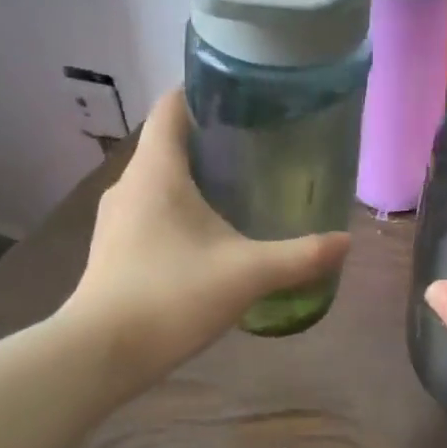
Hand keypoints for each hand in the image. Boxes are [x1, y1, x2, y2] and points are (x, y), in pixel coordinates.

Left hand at [63, 89, 348, 377]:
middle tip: (259, 147)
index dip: (203, 92)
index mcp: (157, 170)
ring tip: (240, 189)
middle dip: (211, 139)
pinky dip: (179, 208)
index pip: (172, 106)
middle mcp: (130, 183)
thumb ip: (300, 256)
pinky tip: (208, 236)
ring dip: (195, 177)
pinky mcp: (114, 247)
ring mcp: (116, 217)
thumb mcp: (248, 274)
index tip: (243, 98)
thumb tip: (346, 242)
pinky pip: (150, 209)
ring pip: (159, 179)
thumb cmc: (172, 295)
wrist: (100, 354)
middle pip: (169, 142)